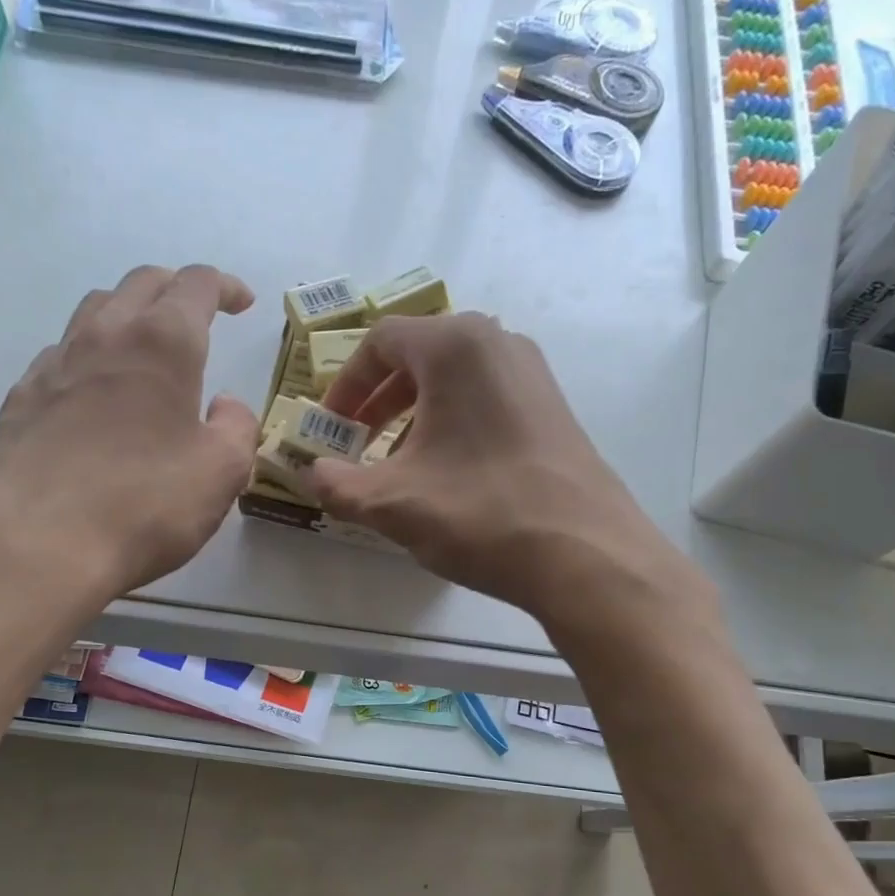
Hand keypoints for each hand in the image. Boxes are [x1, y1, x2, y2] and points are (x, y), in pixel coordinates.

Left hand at [0, 264, 258, 601]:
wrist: (39, 546)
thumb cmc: (146, 505)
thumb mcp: (222, 473)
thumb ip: (238, 428)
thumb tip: (225, 406)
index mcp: (163, 344)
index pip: (196, 284)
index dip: (224, 286)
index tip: (242, 303)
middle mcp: (105, 336)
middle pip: (142, 283)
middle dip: (176, 289)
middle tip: (198, 317)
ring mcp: (54, 364)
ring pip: (95, 310)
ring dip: (129, 314)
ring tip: (146, 348)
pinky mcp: (21, 398)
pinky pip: (61, 355)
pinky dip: (90, 356)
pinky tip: (95, 393)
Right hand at [308, 313, 706, 632]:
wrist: (585, 554)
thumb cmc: (480, 512)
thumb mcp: (392, 503)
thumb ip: (336, 484)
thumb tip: (309, 473)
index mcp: (454, 346)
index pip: (380, 341)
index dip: (345, 384)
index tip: (331, 426)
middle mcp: (497, 343)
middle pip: (419, 355)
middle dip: (378, 400)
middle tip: (357, 442)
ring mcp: (532, 374)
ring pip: (454, 379)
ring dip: (415, 414)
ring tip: (399, 463)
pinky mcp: (552, 408)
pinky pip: (486, 398)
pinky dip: (454, 424)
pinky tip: (448, 474)